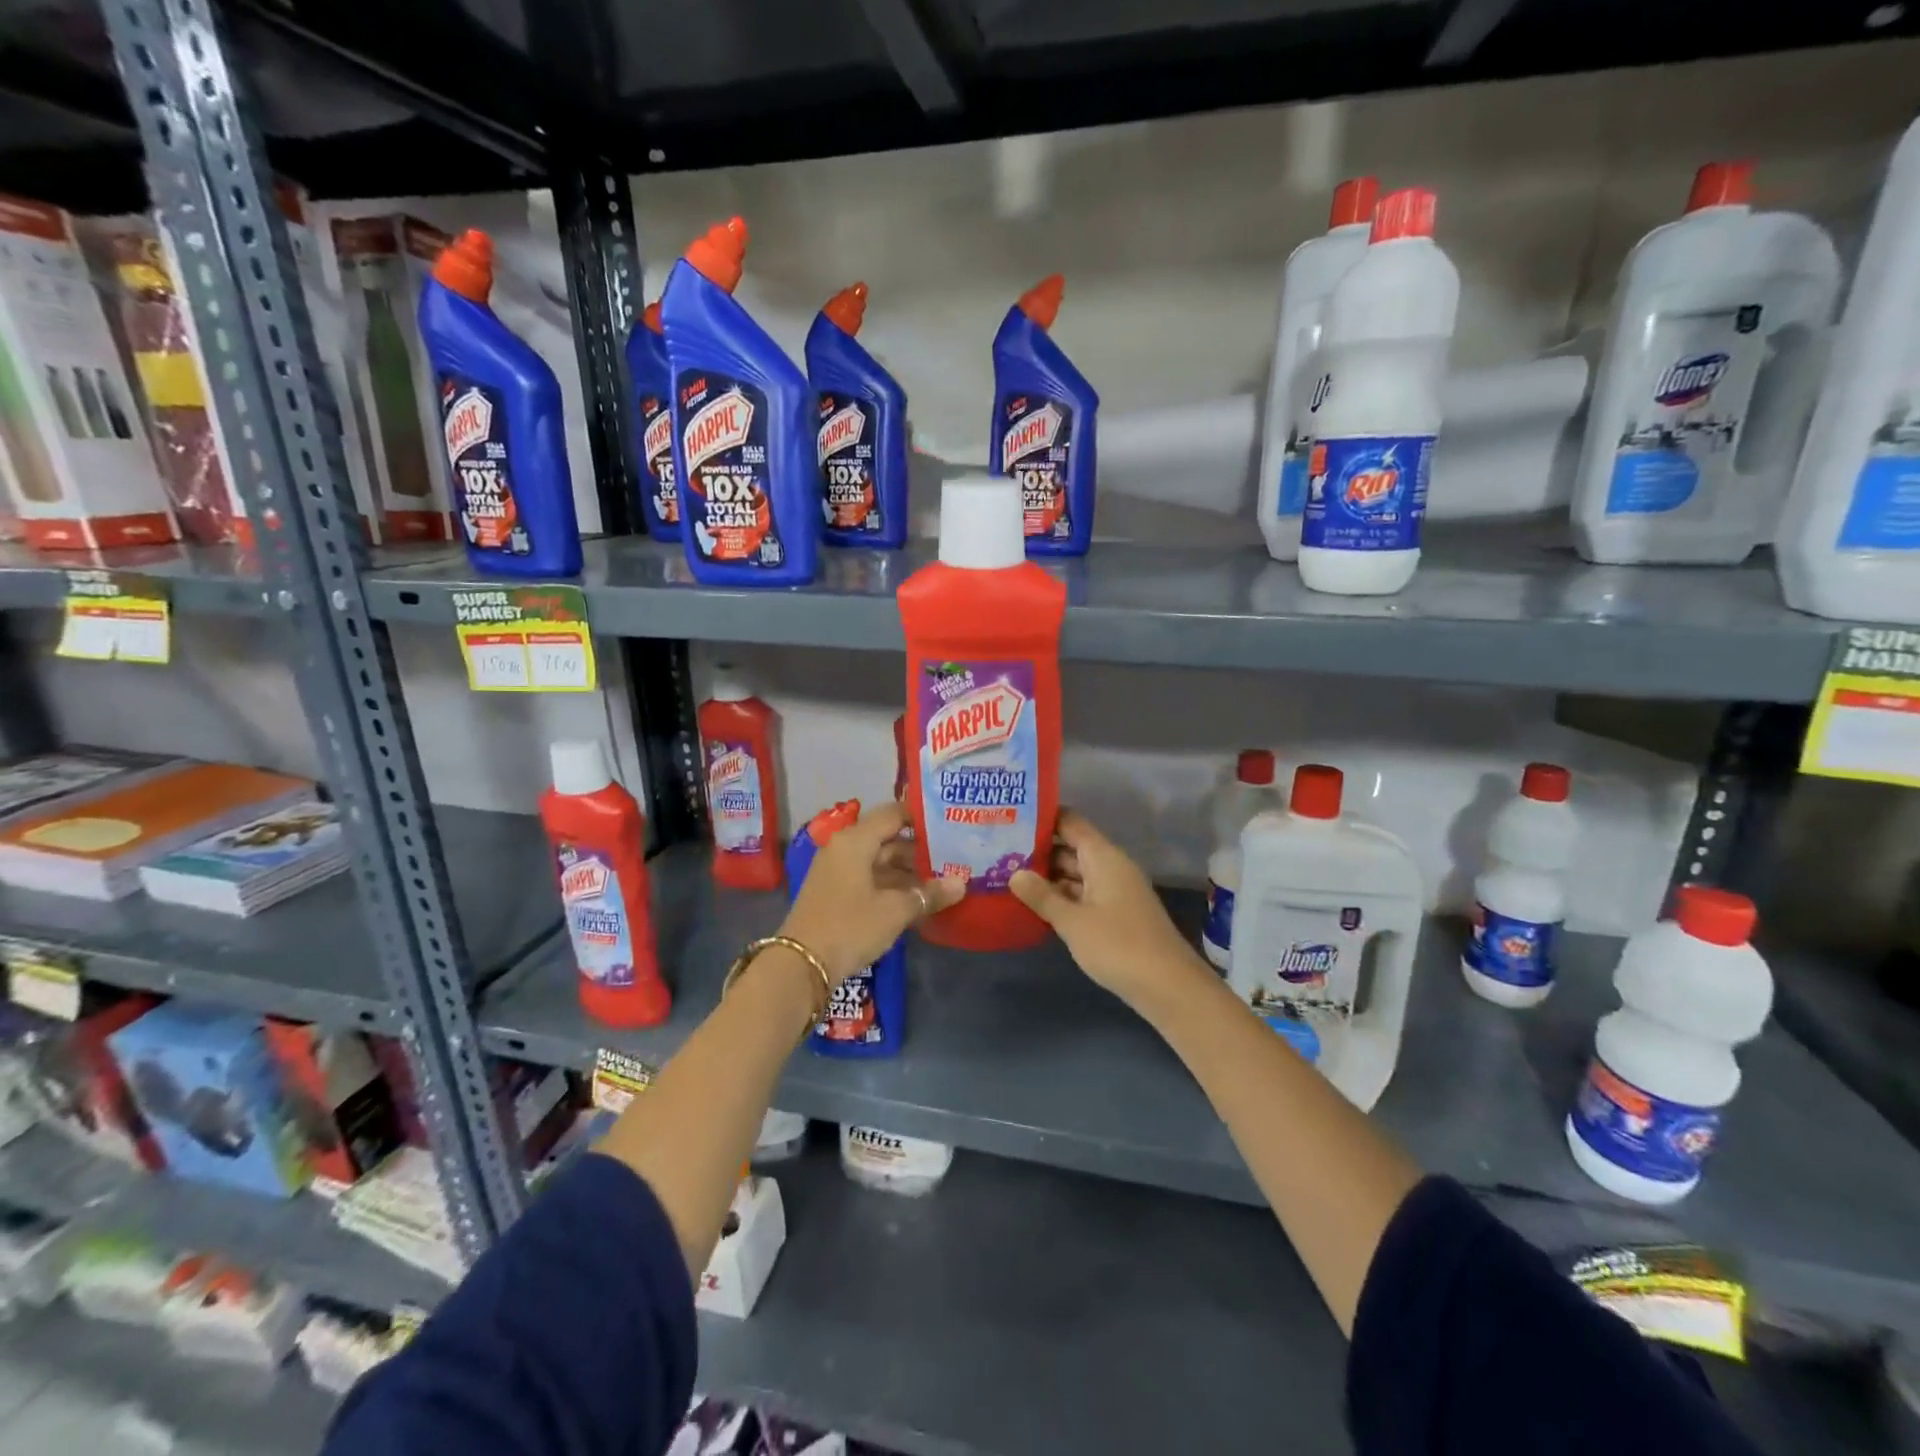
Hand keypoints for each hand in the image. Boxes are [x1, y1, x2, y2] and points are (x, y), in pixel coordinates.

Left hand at [778, 801, 964, 982]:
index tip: (950, 823)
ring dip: (908, 871)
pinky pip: (870, 879)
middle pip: (888, 838)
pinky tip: (918, 899)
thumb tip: (962, 883)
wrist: (801, 965)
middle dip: (920, 849)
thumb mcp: (895, 911)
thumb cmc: (850, 926)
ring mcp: (838, 871)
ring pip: (880, 861)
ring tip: (943, 881)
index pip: (893, 814)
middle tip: (954, 857)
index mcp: (855, 840)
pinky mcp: (836, 893)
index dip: (922, 816)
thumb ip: (929, 894)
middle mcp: (844, 848)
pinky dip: (893, 885)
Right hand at [1010, 808, 1211, 1010]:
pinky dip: (1061, 898)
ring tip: (1007, 878)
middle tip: (998, 852)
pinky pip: (1083, 895)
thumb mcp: (1072, 921)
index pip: (1070, 822)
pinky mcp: (1116, 915)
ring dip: (1047, 877)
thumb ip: (1042, 896)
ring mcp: (1115, 892)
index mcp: (1103, 857)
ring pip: (1076, 874)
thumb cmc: (1118, 945)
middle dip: (1038, 851)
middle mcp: (1111, 867)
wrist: (1168, 987)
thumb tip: (1014, 873)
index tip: (1010, 817)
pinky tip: (1035, 907)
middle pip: (1071, 848)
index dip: (1042, 817)